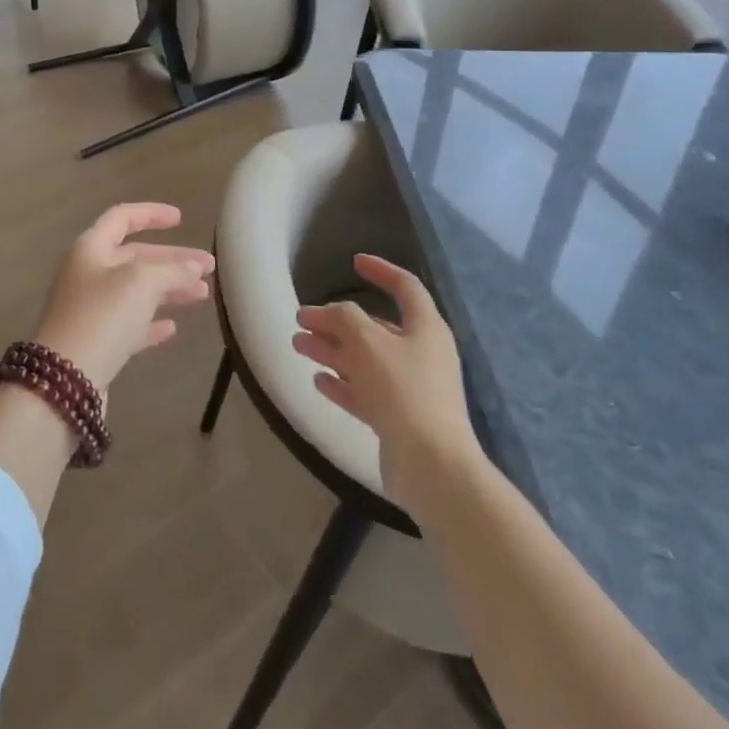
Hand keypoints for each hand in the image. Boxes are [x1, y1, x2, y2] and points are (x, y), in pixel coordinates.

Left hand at [32, 204, 214, 393]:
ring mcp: (90, 309)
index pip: (122, 217)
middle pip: (135, 257)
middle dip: (173, 260)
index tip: (181, 219)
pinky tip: (172, 328)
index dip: (151, 214)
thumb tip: (193, 268)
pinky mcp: (96, 342)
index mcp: (91, 248)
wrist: (64, 381)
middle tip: (209, 267)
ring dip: (169, 289)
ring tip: (203, 295)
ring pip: (136, 291)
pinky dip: (151, 322)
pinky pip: (129, 324)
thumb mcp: (141, 282)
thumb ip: (172, 270)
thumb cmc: (102, 316)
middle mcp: (88, 274)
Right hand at [292, 254, 483, 516]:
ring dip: (331, 350)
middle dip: (337, 320)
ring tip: (298, 346)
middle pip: (375, 327)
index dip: (381, 271)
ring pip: (365, 360)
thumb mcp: (367, 342)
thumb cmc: (403, 390)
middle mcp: (421, 354)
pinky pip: (365, 392)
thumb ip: (344, 318)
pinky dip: (342, 383)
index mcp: (425, 328)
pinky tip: (318, 380)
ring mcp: (411, 389)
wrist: (431, 465)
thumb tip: (328, 313)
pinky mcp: (398, 419)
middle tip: (302, 319)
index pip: (405, 287)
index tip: (354, 262)